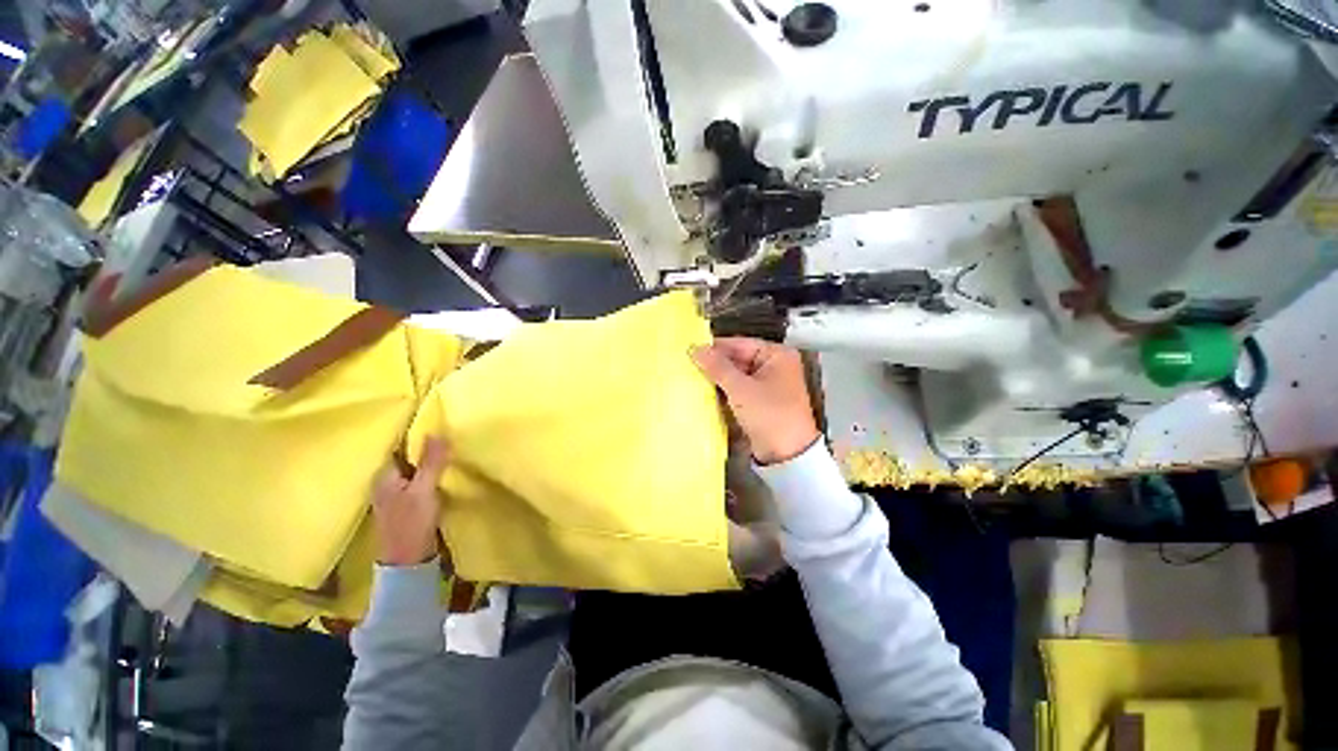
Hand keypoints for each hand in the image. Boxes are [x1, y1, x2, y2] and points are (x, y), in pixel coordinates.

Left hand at [371, 436, 449, 566]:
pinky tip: (444, 473)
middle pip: (407, 459)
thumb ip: (431, 462)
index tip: (437, 425)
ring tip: (450, 452)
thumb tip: (436, 432)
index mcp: (384, 476)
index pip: (399, 448)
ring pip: (414, 471)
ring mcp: (396, 495)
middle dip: (425, 449)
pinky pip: (419, 482)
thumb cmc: (412, 522)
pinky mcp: (407, 505)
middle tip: (449, 437)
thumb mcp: (424, 489)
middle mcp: (386, 483)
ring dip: (429, 463)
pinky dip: (430, 476)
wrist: (408, 560)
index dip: (416, 436)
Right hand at [691, 338, 819, 464]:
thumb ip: (717, 367)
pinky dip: (724, 391)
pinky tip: (705, 392)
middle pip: (738, 359)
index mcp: (777, 355)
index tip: (691, 349)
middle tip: (688, 365)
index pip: (739, 344)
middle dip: (715, 365)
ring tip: (692, 377)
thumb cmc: (770, 415)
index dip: (715, 347)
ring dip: (717, 379)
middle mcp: (774, 366)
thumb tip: (695, 349)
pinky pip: (738, 390)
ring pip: (736, 375)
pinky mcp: (760, 402)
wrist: (787, 455)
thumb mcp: (741, 389)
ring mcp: (767, 385)